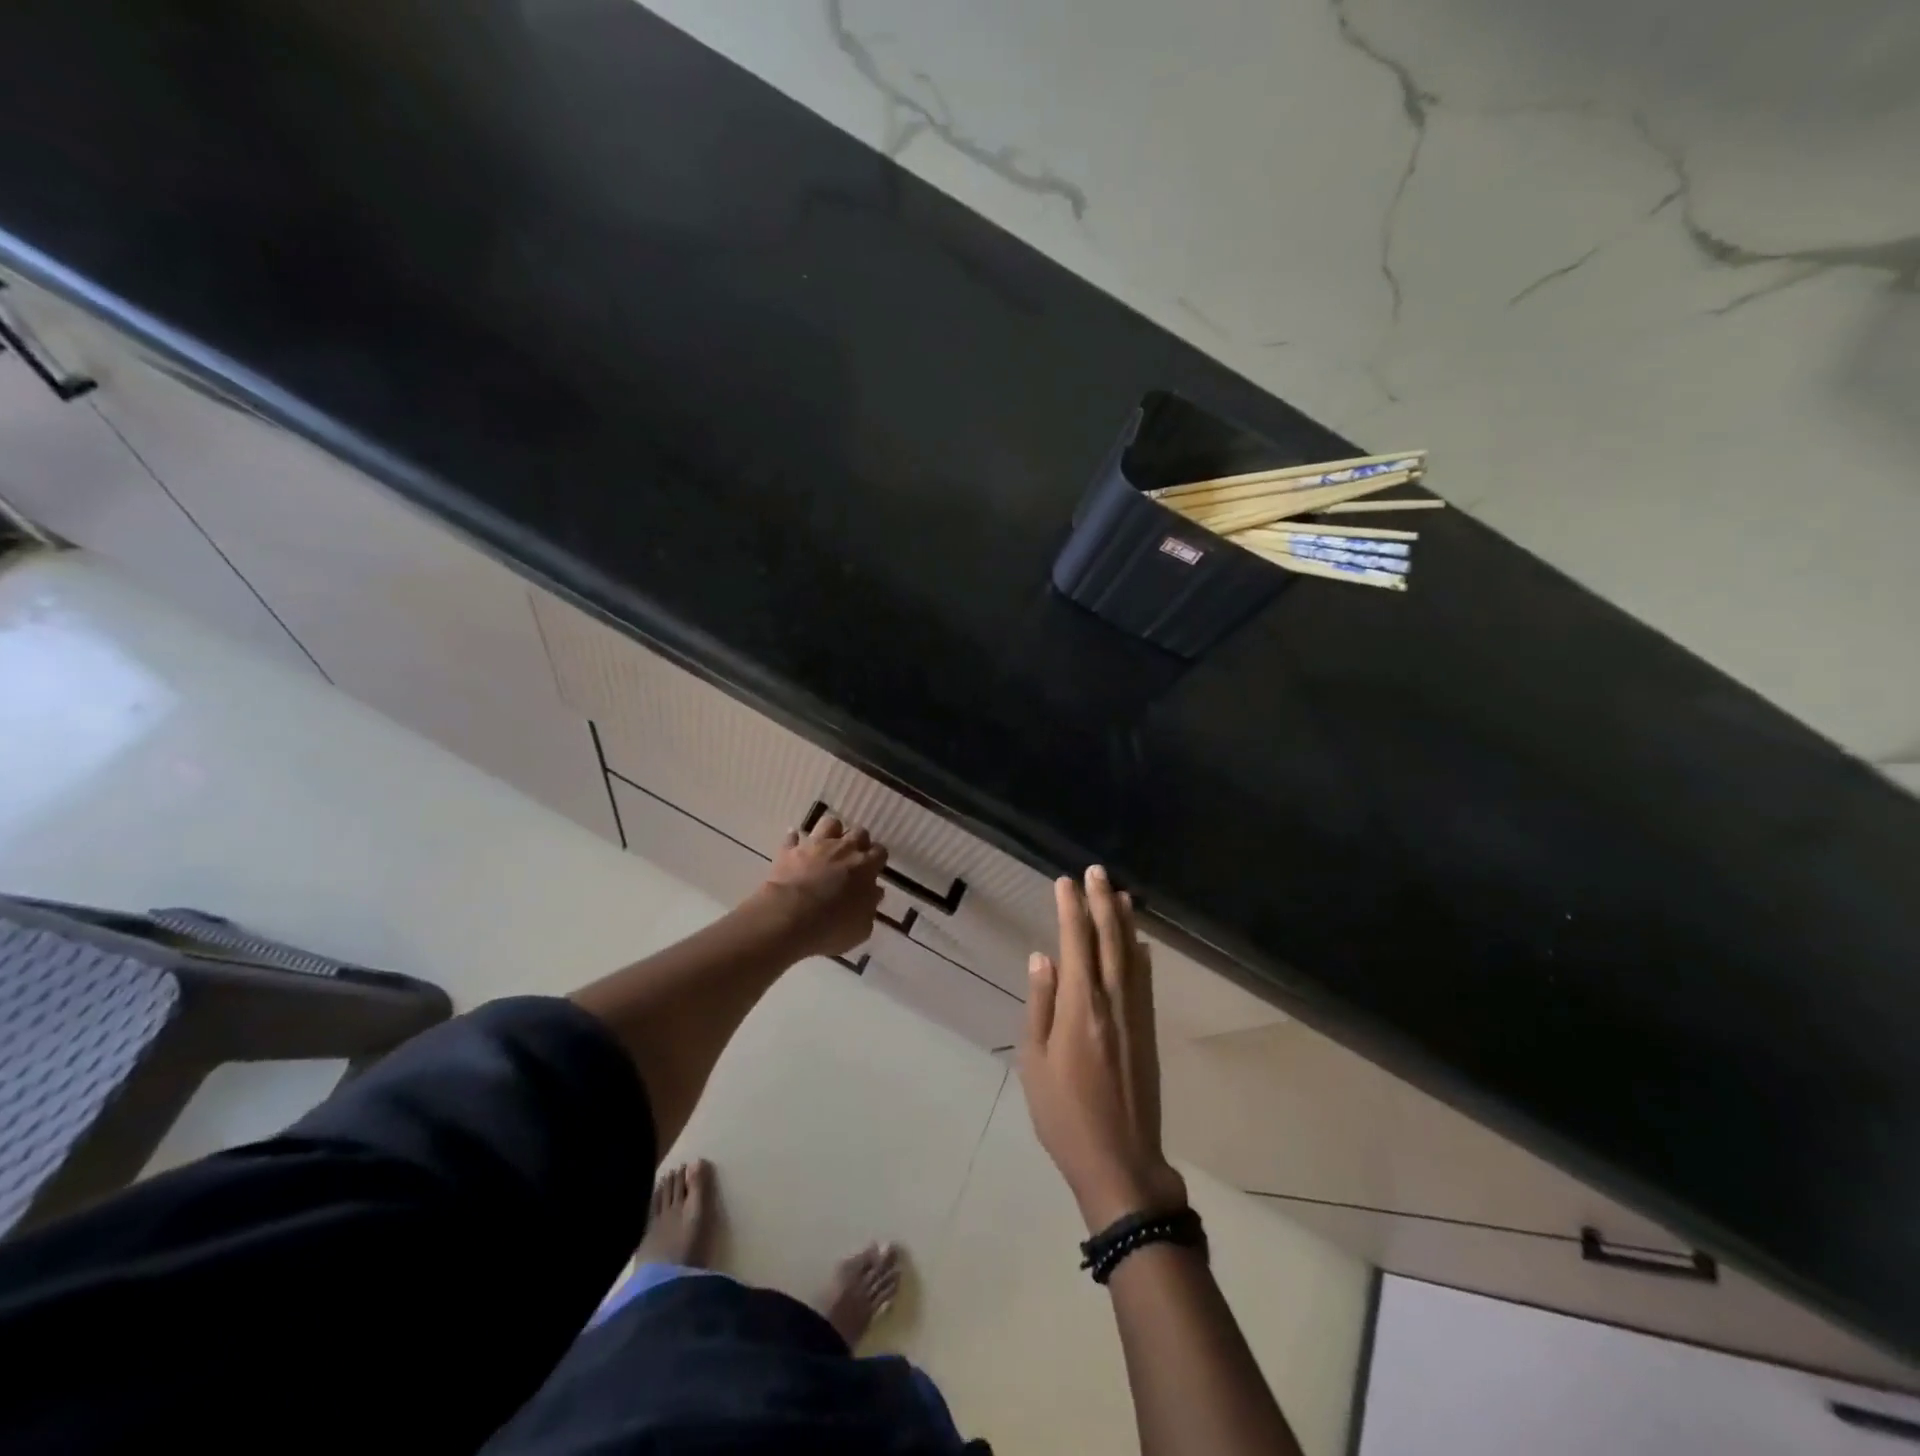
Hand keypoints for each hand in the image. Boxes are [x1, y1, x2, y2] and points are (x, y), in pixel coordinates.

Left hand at [751, 814, 886, 959]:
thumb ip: (869, 907)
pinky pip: (793, 838)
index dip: (877, 860)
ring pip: (829, 823)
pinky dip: (795, 842)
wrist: (790, 917)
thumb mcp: (861, 927)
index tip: (873, 871)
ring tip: (826, 847)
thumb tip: (873, 893)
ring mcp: (815, 846)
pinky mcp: (789, 850)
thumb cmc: (832, 926)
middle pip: (858, 833)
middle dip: (858, 842)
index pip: (880, 852)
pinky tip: (795, 850)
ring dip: (830, 833)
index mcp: (865, 867)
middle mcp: (843, 849)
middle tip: (852, 859)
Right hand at [1020, 866, 1187, 1232]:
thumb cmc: (1065, 1114)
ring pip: (1131, 956)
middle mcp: (1112, 1001)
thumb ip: (1041, 1005)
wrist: (1121, 1161)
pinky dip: (1142, 956)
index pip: (1075, 943)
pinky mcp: (1148, 1031)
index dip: (1070, 909)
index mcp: (1080, 1007)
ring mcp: (1135, 1015)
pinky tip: (1140, 943)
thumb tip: (1042, 957)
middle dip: (1101, 903)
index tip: (1065, 882)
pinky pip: (1145, 982)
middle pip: (1108, 940)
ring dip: (1124, 922)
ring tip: (1119, 893)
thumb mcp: (1036, 1062)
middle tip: (1095, 871)